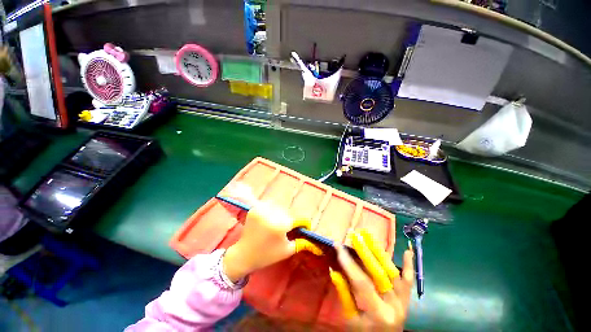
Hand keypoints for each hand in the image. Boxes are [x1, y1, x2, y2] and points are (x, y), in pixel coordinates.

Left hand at [223, 201, 321, 281]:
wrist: (244, 255)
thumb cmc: (267, 255)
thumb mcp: (287, 251)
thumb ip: (301, 243)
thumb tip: (312, 239)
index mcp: (280, 226)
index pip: (297, 219)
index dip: (302, 223)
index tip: (304, 227)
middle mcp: (271, 215)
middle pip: (288, 213)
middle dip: (290, 220)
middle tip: (288, 228)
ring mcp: (261, 210)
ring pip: (279, 207)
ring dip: (281, 214)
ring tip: (277, 223)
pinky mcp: (255, 209)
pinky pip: (269, 205)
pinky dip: (271, 210)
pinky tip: (269, 218)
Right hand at [331, 230, 413, 330]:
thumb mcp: (351, 318)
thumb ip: (344, 293)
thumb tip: (334, 269)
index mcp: (378, 314)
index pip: (361, 282)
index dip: (348, 263)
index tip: (338, 245)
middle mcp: (394, 306)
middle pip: (379, 273)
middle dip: (365, 252)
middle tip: (356, 236)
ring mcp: (403, 302)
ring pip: (393, 273)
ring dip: (380, 253)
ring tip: (370, 237)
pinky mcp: (407, 300)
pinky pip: (409, 281)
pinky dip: (409, 266)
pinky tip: (407, 252)